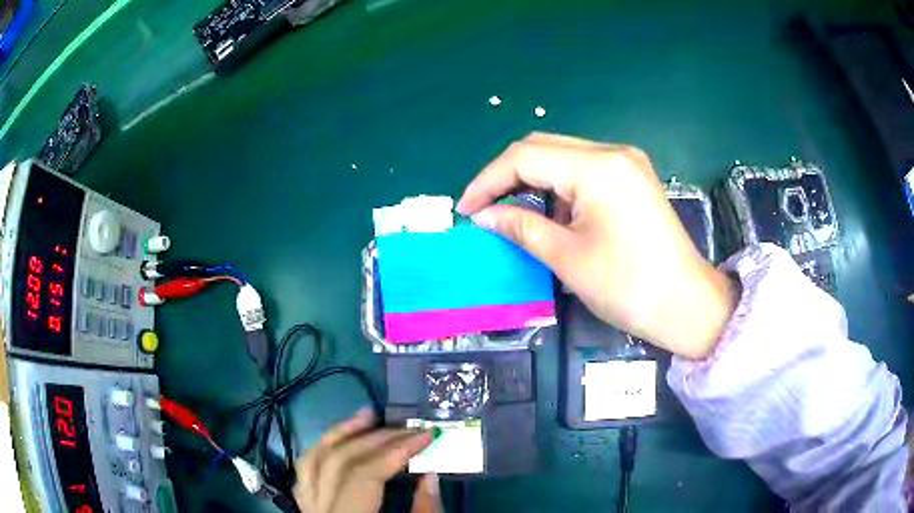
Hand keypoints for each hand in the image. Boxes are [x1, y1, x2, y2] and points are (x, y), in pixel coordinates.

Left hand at [293, 409, 441, 512]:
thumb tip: (429, 474)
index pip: (363, 476)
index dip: (396, 450)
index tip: (427, 434)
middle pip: (338, 463)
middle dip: (377, 440)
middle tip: (408, 427)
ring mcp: (307, 510)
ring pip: (313, 461)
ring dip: (341, 434)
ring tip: (367, 415)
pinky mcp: (306, 511)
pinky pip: (306, 473)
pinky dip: (323, 451)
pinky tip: (339, 440)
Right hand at [457, 132, 736, 358]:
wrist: (687, 304)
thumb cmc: (628, 286)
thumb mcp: (566, 257)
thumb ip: (520, 227)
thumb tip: (482, 216)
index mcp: (596, 167)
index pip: (524, 157)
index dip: (487, 181)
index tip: (465, 210)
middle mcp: (612, 152)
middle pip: (542, 148)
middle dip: (507, 176)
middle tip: (484, 210)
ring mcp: (626, 163)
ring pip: (562, 157)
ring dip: (533, 182)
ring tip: (516, 217)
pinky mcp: (633, 178)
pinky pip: (584, 171)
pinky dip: (559, 189)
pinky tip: (553, 216)